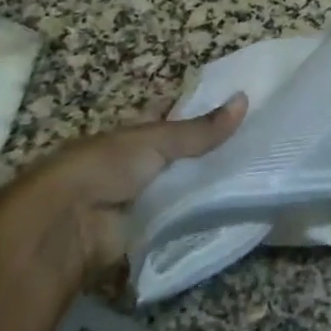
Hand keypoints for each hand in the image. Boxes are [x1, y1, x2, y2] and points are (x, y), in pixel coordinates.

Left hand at [0, 94, 247, 280]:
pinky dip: (206, 216)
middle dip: (214, 149)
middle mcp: (142, 162)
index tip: (241, 105)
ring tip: (261, 174)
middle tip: (262, 142)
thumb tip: (245, 100)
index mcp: (137, 131)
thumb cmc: (104, 167)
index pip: (174, 115)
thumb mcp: (155, 140)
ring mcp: (147, 197)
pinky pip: (185, 219)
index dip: (200, 109)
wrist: (68, 225)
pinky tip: (241, 209)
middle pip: (184, 153)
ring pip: (188, 186)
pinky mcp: (152, 230)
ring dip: (213, 184)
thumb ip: (200, 130)